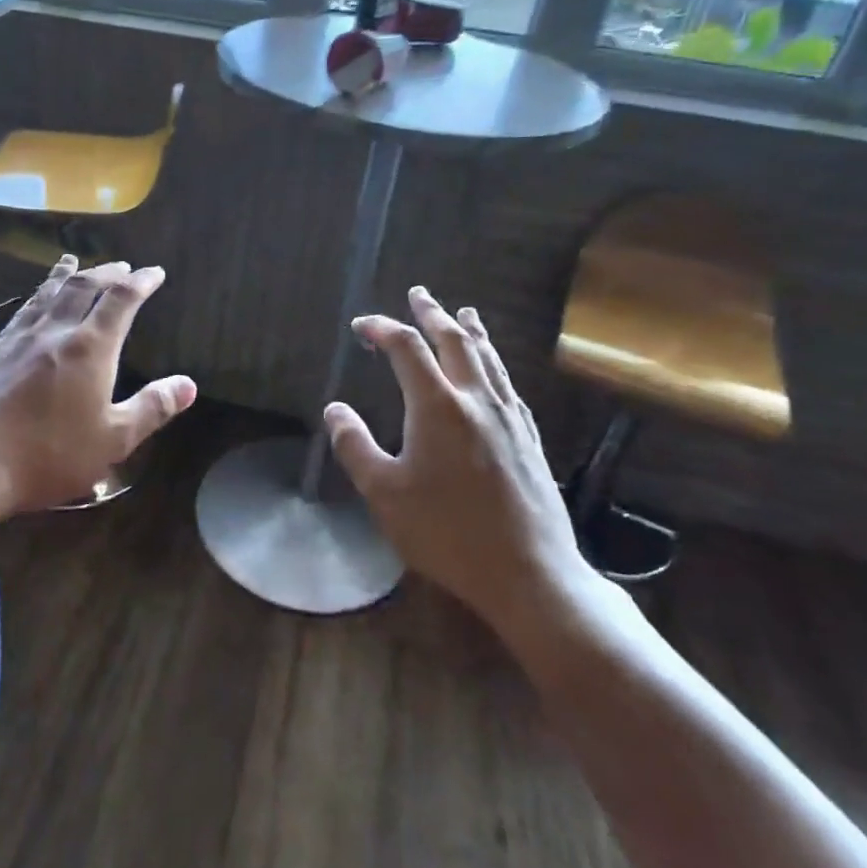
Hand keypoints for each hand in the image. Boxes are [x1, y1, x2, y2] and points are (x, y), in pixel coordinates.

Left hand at [0, 256, 196, 519]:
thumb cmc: (49, 455)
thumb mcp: (113, 440)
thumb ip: (151, 408)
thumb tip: (188, 384)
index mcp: (90, 348)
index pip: (121, 301)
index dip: (141, 282)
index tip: (155, 272)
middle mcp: (56, 332)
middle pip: (83, 288)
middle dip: (106, 273)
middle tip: (122, 267)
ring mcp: (20, 339)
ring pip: (48, 293)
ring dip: (67, 275)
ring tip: (75, 262)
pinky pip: (22, 311)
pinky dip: (36, 295)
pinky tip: (34, 301)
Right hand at [323, 286, 598, 639]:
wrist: (531, 573)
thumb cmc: (448, 533)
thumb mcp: (385, 494)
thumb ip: (355, 446)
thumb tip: (335, 410)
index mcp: (437, 406)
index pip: (405, 348)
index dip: (381, 328)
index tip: (361, 326)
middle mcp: (476, 400)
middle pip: (454, 340)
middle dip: (431, 313)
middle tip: (418, 294)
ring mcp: (509, 418)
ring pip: (488, 358)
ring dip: (470, 330)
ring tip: (463, 312)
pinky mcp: (530, 439)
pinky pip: (509, 384)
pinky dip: (494, 363)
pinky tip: (494, 372)